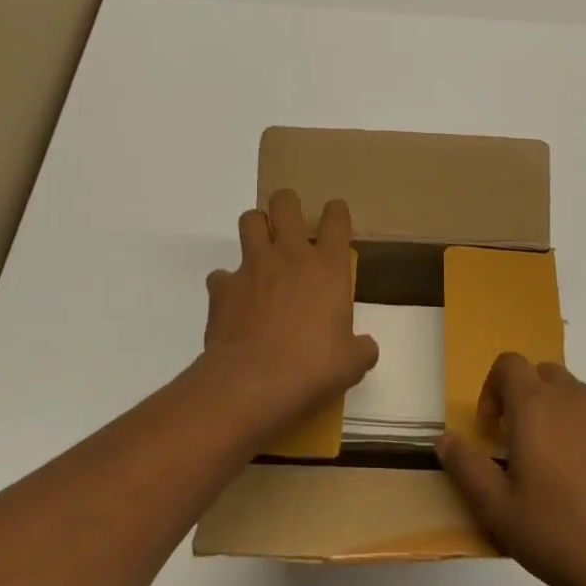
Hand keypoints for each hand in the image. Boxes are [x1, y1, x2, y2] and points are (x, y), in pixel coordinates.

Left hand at [202, 189, 378, 439]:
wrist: (253, 383)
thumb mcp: (351, 364)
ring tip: (261, 249)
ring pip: (249, 220)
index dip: (336, 212)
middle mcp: (289, 255)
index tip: (335, 217)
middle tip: (290, 221)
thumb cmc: (313, 368)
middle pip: (285, 203)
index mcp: (327, 267)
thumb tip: (365, 348)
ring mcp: (252, 267)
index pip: (336, 219)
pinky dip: (227, 283)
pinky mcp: (222, 288)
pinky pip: (220, 274)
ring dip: (256, 229)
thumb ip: (360, 349)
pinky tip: (234, 302)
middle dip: (288, 204)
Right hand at [437, 354, 585, 585]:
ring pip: (581, 399)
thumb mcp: (498, 512)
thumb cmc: (563, 538)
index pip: (509, 364)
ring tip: (564, 471)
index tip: (492, 428)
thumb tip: (445, 439)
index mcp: (537, 407)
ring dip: (564, 418)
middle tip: (524, 447)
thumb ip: (466, 467)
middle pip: (545, 375)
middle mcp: (578, 398)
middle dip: (529, 400)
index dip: (493, 387)